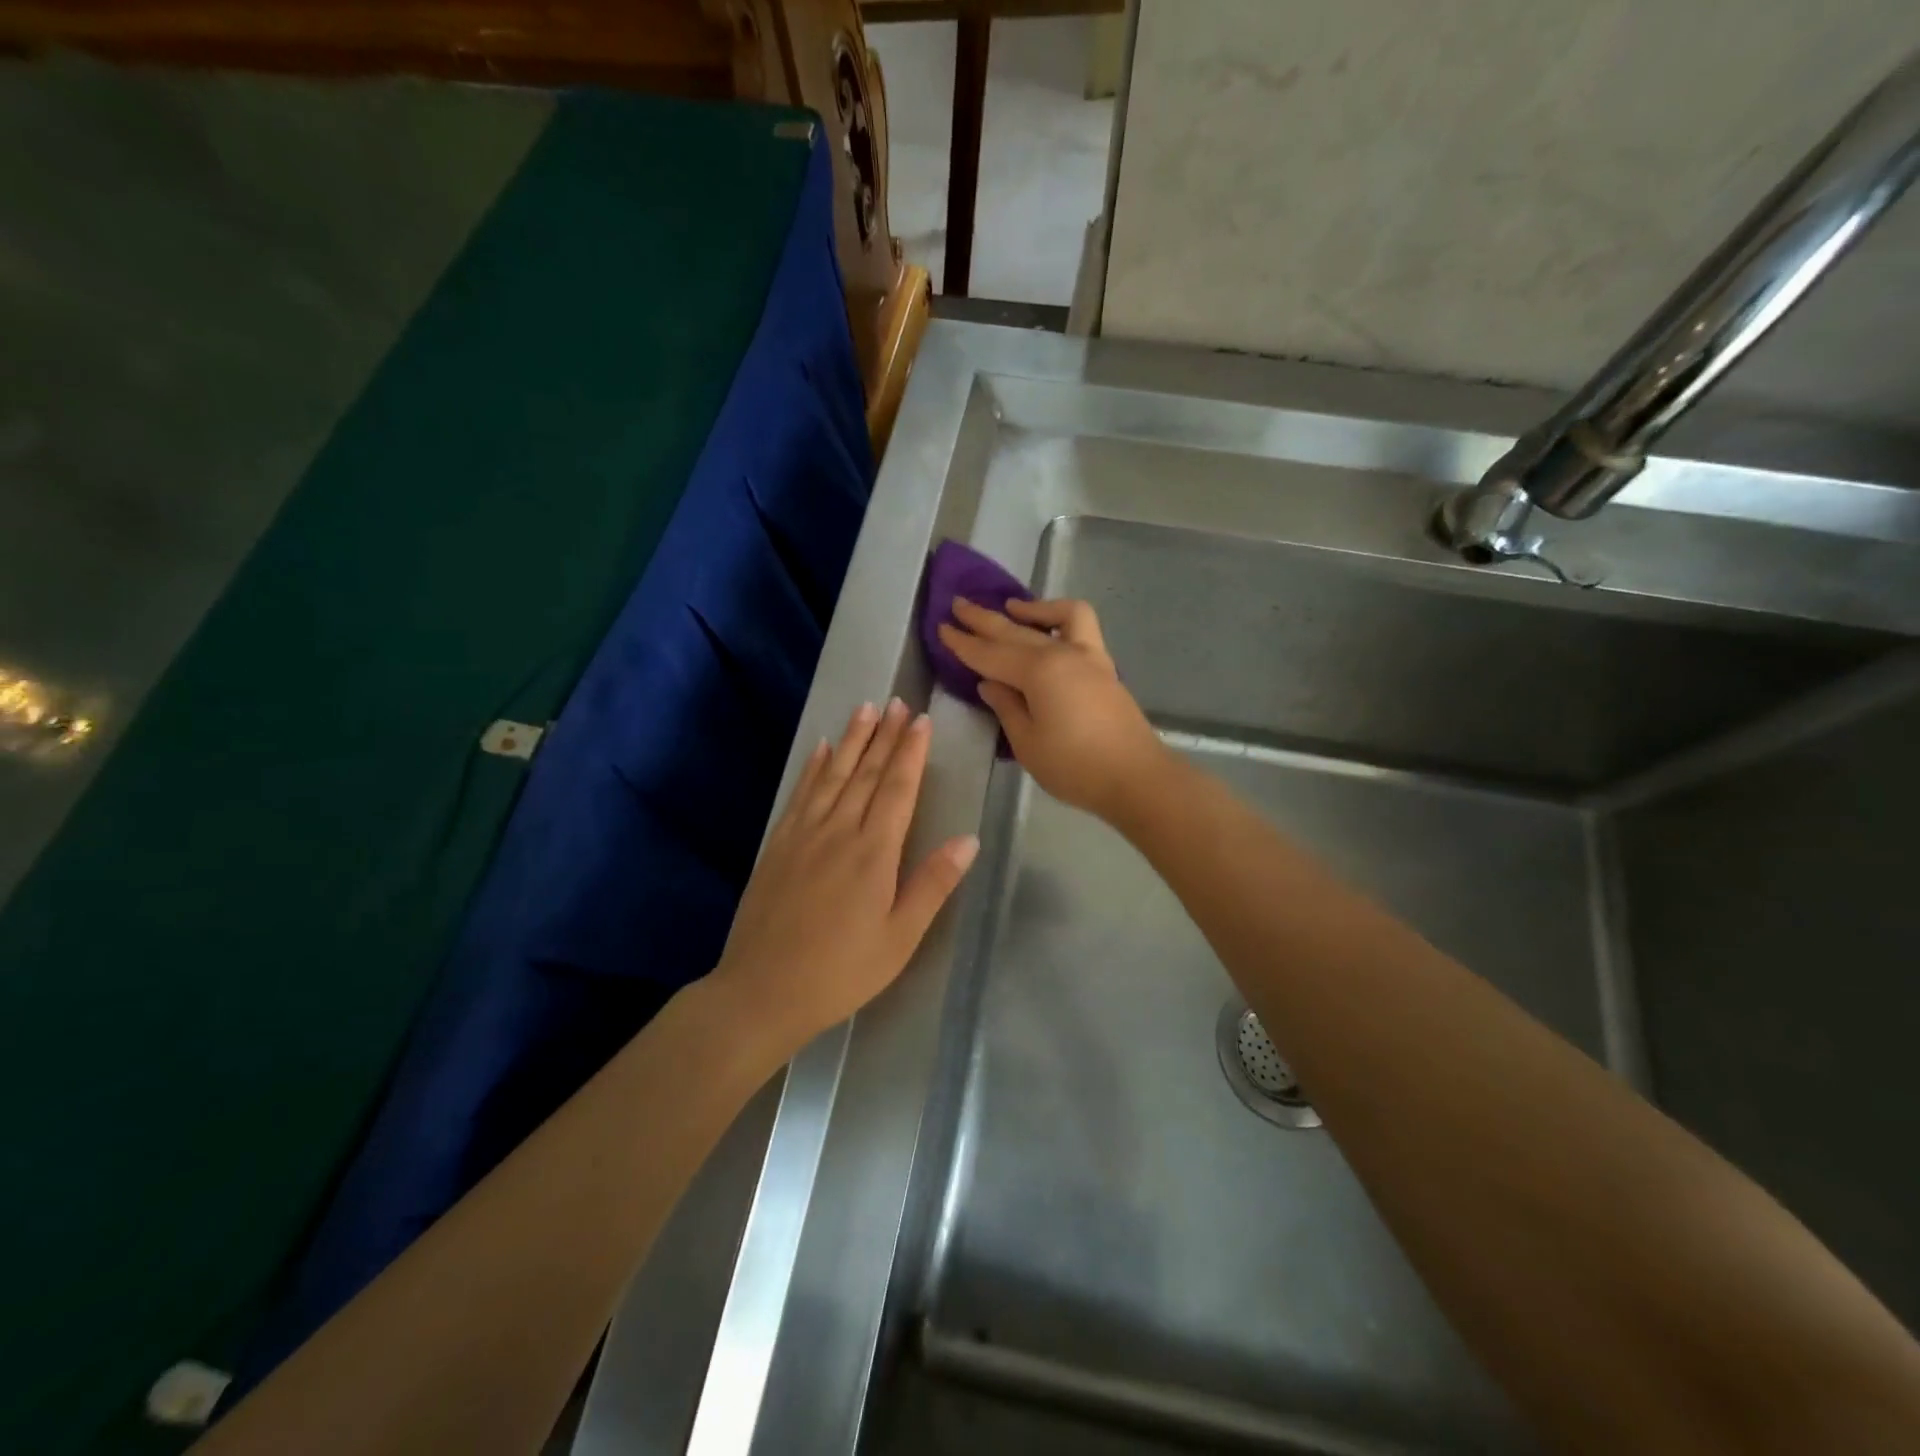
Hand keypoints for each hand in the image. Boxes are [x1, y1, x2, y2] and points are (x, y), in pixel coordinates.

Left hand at [710, 699, 979, 1051]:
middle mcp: (839, 831)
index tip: (921, 720)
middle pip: (867, 773)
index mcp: (874, 853)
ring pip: (834, 775)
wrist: (762, 990)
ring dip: (852, 740)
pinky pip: (801, 794)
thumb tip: (968, 840)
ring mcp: (804, 834)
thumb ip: (932, 884)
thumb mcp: (899, 938)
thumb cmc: (841, 971)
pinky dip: (814, 768)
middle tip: (899, 702)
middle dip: (885, 735)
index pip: (899, 789)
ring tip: (866, 709)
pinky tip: (821, 748)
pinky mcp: (779, 844)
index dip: (911, 752)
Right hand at [938, 597, 1165, 820]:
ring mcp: (1088, 656)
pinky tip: (1048, 629)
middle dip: (984, 618)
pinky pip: (1081, 627)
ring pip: (1055, 618)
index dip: (963, 643)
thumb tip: (990, 683)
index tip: (941, 627)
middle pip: (1015, 631)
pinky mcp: (1104, 667)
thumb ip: (1007, 707)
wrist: (1136, 778)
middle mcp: (1062, 653)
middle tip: (958, 604)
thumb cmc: (1075, 767)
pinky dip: (1061, 619)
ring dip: (1030, 607)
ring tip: (1010, 607)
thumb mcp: (1028, 743)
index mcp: (1038, 672)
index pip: (990, 654)